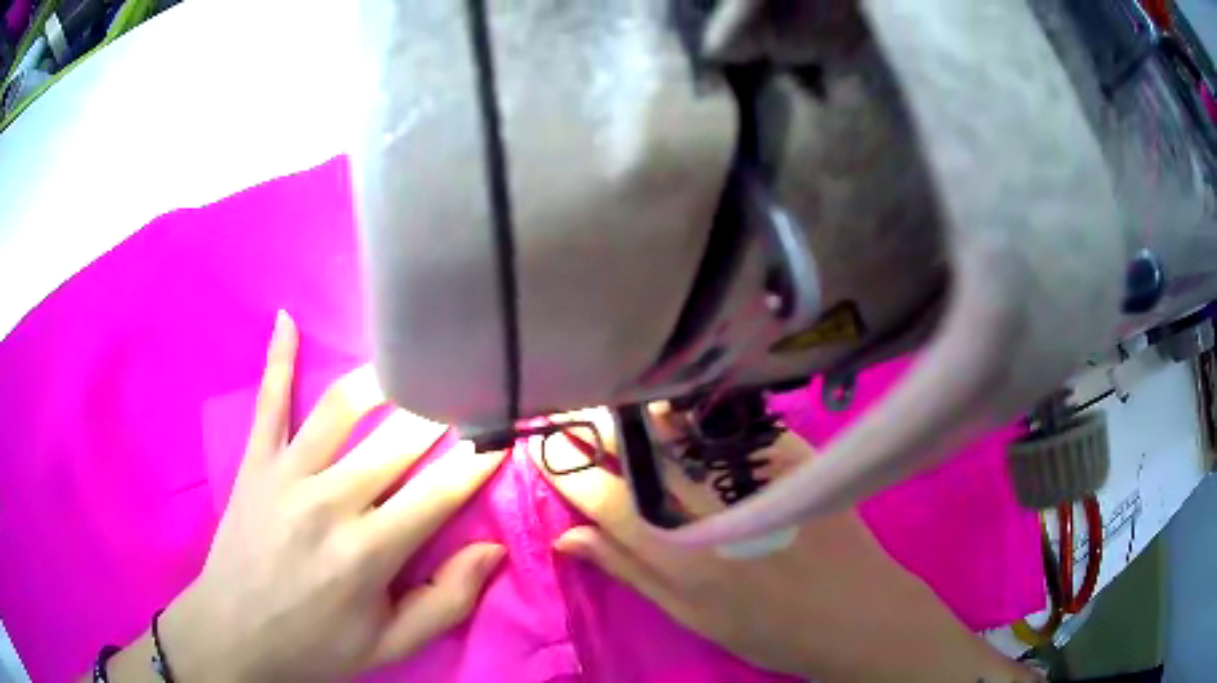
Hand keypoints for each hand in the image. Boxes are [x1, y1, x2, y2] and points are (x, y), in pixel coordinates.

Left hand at [114, 311, 506, 680]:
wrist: (235, 634)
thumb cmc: (317, 646)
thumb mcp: (391, 646)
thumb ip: (446, 602)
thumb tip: (492, 550)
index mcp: (367, 552)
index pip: (439, 493)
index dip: (477, 462)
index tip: (503, 435)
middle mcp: (328, 501)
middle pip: (397, 441)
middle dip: (441, 412)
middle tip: (467, 389)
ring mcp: (286, 474)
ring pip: (341, 409)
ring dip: (383, 380)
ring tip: (413, 360)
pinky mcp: (256, 463)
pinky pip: (269, 401)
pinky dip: (278, 358)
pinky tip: (287, 319)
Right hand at [536, 409, 1039, 682]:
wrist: (858, 615)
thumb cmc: (768, 630)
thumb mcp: (691, 616)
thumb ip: (630, 573)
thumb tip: (567, 539)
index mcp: (680, 559)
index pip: (605, 500)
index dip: (569, 472)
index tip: (545, 450)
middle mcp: (712, 512)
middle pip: (642, 455)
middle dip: (602, 429)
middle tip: (583, 412)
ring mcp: (758, 479)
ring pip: (684, 431)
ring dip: (649, 415)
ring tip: (628, 407)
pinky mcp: (798, 458)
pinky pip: (738, 426)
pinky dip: (706, 417)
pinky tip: (694, 414)